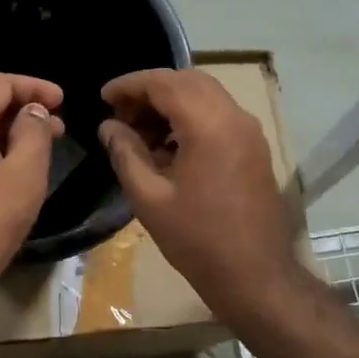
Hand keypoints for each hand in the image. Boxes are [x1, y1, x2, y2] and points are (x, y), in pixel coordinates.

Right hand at [98, 69, 301, 322]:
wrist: (255, 276)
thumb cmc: (197, 239)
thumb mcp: (149, 197)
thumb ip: (125, 153)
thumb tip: (108, 126)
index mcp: (209, 125)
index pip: (164, 83)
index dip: (129, 85)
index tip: (103, 97)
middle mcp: (234, 117)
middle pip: (187, 81)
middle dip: (150, 90)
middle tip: (120, 114)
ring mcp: (249, 131)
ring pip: (205, 95)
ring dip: (170, 102)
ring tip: (139, 132)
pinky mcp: (253, 147)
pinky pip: (218, 114)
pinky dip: (190, 117)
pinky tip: (167, 146)